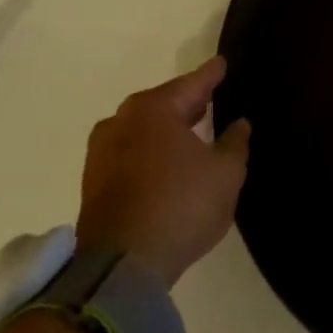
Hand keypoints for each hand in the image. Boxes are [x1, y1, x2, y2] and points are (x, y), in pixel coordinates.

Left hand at [77, 56, 250, 286]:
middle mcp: (122, 122)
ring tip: (189, 130)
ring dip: (164, 129)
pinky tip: (166, 161)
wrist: (120, 269)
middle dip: (185, 102)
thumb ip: (235, 142)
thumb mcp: (226, 172)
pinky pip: (130, 153)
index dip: (211, 74)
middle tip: (207, 99)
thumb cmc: (180, 205)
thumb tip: (238, 124)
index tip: (222, 63)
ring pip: (142, 129)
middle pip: (162, 103)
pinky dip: (149, 151)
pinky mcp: (93, 186)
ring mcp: (102, 154)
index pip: (192, 83)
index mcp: (154, 109)